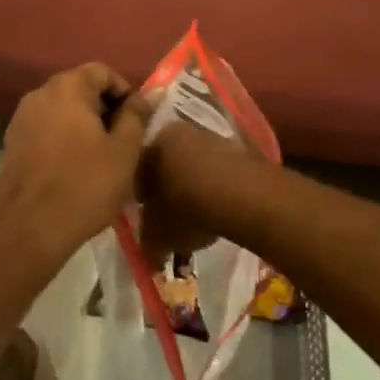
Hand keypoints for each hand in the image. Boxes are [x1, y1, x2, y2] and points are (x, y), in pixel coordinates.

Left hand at [0, 64, 154, 254]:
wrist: (30, 228)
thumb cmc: (85, 185)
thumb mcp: (123, 150)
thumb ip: (137, 115)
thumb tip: (151, 92)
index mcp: (67, 87)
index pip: (102, 71)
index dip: (124, 92)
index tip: (136, 122)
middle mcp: (40, 93)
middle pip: (81, 88)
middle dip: (105, 109)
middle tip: (122, 142)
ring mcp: (22, 117)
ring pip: (63, 109)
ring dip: (84, 124)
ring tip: (100, 157)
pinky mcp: (12, 141)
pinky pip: (46, 128)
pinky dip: (63, 138)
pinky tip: (74, 168)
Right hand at [137, 119, 249, 266]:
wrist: (243, 196)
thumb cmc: (188, 209)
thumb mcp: (158, 235)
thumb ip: (147, 240)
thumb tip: (150, 248)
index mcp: (151, 143)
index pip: (136, 170)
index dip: (139, 195)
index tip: (145, 216)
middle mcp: (176, 131)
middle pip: (165, 163)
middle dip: (166, 187)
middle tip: (170, 215)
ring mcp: (209, 135)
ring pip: (191, 163)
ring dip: (191, 184)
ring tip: (198, 214)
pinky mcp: (235, 147)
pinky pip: (216, 168)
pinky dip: (214, 185)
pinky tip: (219, 207)